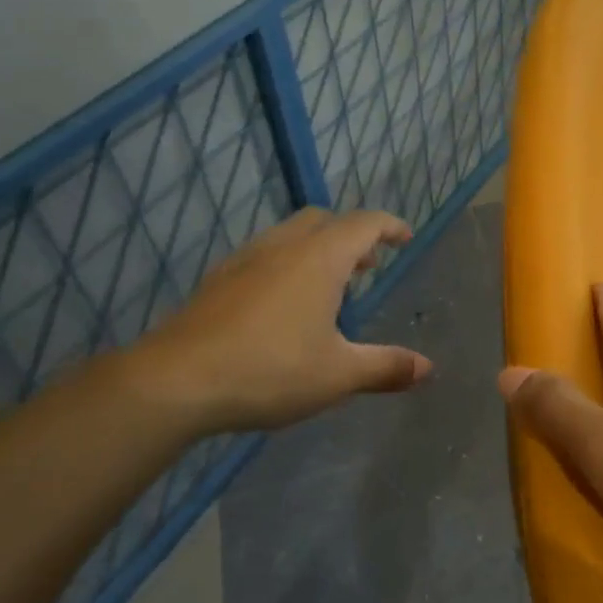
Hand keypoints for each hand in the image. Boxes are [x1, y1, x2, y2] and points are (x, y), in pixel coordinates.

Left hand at [129, 208, 432, 433]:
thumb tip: (427, 369)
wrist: (175, 381)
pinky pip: (263, 256)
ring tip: (328, 284)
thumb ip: (385, 367)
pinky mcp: (217, 281)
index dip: (389, 227)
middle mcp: (283, 247)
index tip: (405, 237)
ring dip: (317, 248)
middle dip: (351, 235)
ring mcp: (244, 261)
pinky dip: (286, 264)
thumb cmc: (270, 370)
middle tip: (367, 265)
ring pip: (289, 235)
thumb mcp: (338, 374)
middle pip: (324, 220)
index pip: (364, 224)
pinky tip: (282, 304)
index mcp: (320, 258)